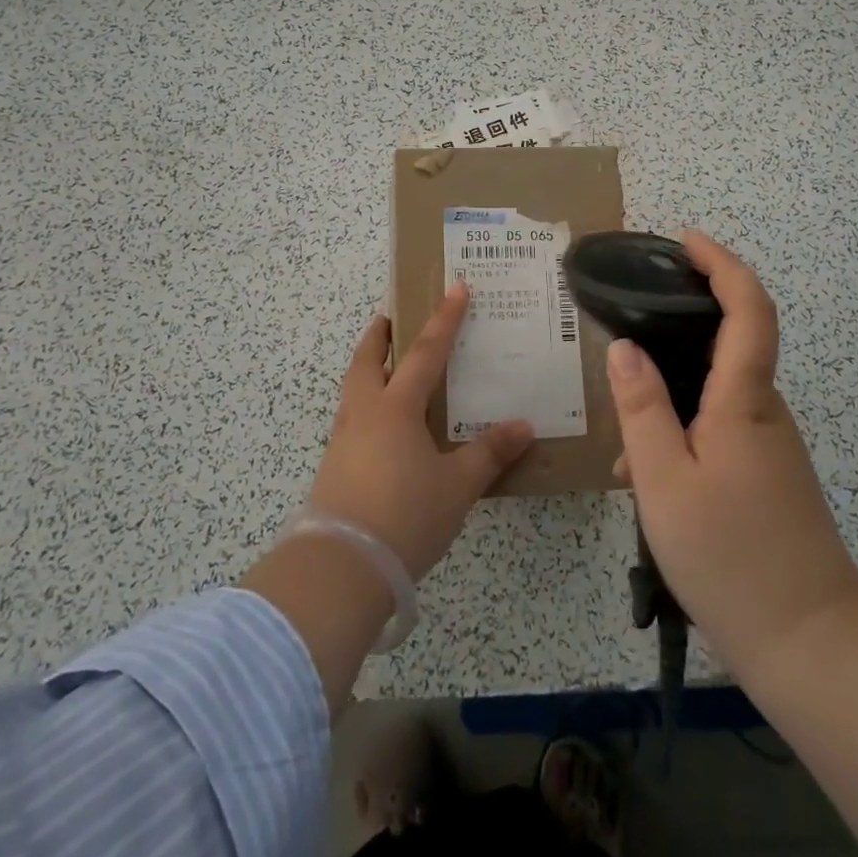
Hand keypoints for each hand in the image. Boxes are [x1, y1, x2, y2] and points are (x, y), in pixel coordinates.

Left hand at [308, 282, 535, 579]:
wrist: (339, 568)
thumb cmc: (404, 516)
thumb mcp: (457, 486)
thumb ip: (489, 453)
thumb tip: (524, 425)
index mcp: (396, 407)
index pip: (425, 351)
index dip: (444, 319)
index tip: (456, 287)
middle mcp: (365, 412)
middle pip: (368, 358)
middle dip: (381, 333)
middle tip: (392, 316)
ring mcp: (343, 439)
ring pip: (354, 387)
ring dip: (369, 367)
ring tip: (387, 367)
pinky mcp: (333, 466)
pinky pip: (352, 417)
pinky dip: (366, 403)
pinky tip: (382, 426)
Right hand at [608, 231, 857, 677]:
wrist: (811, 645)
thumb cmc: (731, 555)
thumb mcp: (664, 480)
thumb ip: (642, 407)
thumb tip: (624, 346)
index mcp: (745, 401)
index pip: (748, 308)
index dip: (722, 264)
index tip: (686, 241)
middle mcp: (765, 411)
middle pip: (730, 342)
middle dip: (679, 327)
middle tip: (629, 329)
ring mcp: (770, 445)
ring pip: (715, 395)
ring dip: (670, 400)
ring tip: (625, 451)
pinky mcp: (767, 474)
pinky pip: (719, 429)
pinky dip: (681, 434)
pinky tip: (647, 482)